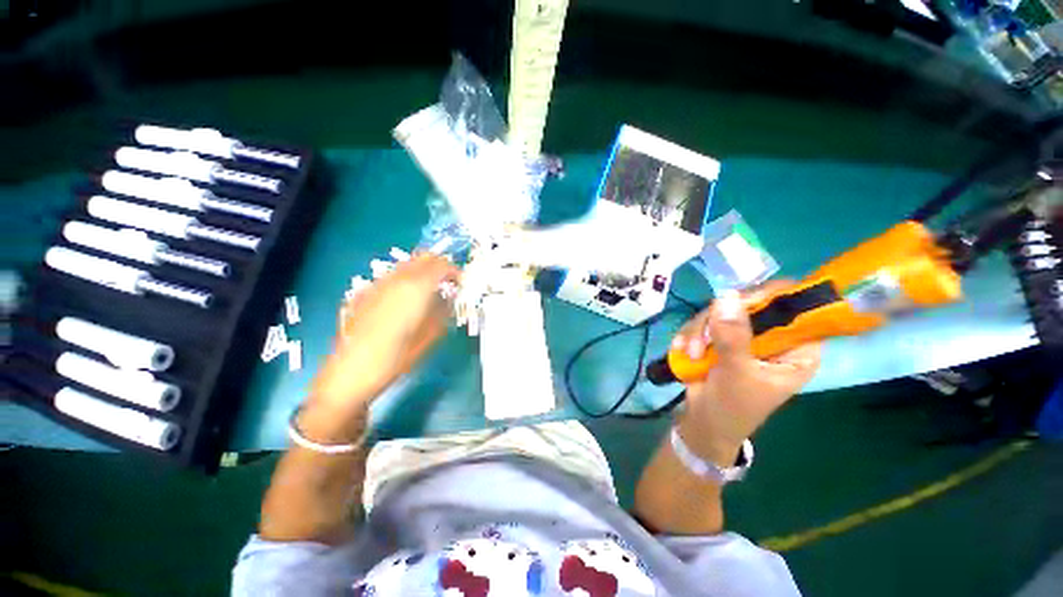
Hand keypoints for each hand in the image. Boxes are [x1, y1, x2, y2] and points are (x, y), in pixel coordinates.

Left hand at [308, 254, 458, 413]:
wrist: (351, 372)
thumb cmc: (397, 357)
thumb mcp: (430, 336)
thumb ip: (443, 311)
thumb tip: (450, 298)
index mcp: (417, 288)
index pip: (441, 265)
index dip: (455, 271)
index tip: (461, 282)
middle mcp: (397, 279)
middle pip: (423, 258)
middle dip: (440, 265)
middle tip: (449, 281)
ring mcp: (379, 283)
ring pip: (407, 263)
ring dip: (423, 269)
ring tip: (431, 288)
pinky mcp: (366, 291)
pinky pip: (392, 275)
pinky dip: (406, 277)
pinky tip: (407, 296)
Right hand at [670, 282, 821, 465]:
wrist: (703, 422)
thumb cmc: (732, 407)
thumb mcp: (736, 373)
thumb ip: (733, 336)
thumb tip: (727, 296)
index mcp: (796, 348)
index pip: (793, 307)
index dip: (766, 298)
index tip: (734, 304)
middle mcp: (773, 337)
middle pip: (748, 304)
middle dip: (717, 321)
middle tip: (702, 342)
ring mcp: (744, 336)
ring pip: (719, 311)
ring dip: (699, 332)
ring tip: (691, 354)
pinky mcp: (720, 338)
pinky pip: (702, 322)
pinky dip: (689, 335)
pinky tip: (682, 351)